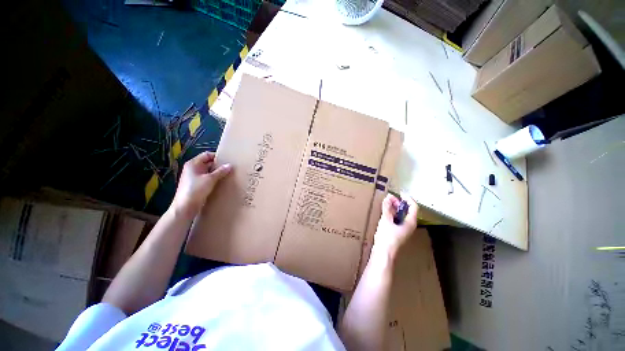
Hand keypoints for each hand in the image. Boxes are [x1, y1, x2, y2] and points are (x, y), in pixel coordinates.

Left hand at [171, 152, 231, 218]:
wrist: (185, 207)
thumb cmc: (196, 190)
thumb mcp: (210, 179)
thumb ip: (221, 171)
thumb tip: (230, 165)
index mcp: (193, 164)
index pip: (207, 155)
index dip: (217, 156)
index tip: (228, 160)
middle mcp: (192, 168)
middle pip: (208, 163)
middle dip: (218, 165)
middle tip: (230, 168)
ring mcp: (194, 177)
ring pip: (208, 171)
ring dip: (217, 173)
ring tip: (228, 175)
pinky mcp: (196, 185)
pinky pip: (207, 179)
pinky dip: (214, 179)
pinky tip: (221, 182)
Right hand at [372, 193, 417, 259]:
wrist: (383, 253)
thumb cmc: (387, 236)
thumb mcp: (386, 220)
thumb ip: (387, 207)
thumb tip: (388, 197)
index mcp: (410, 222)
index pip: (413, 206)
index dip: (407, 198)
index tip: (399, 192)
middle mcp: (409, 225)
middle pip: (407, 210)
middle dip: (398, 202)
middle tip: (389, 197)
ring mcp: (403, 229)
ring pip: (401, 215)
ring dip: (394, 207)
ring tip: (386, 202)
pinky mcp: (397, 232)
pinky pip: (397, 219)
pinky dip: (392, 213)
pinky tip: (385, 212)